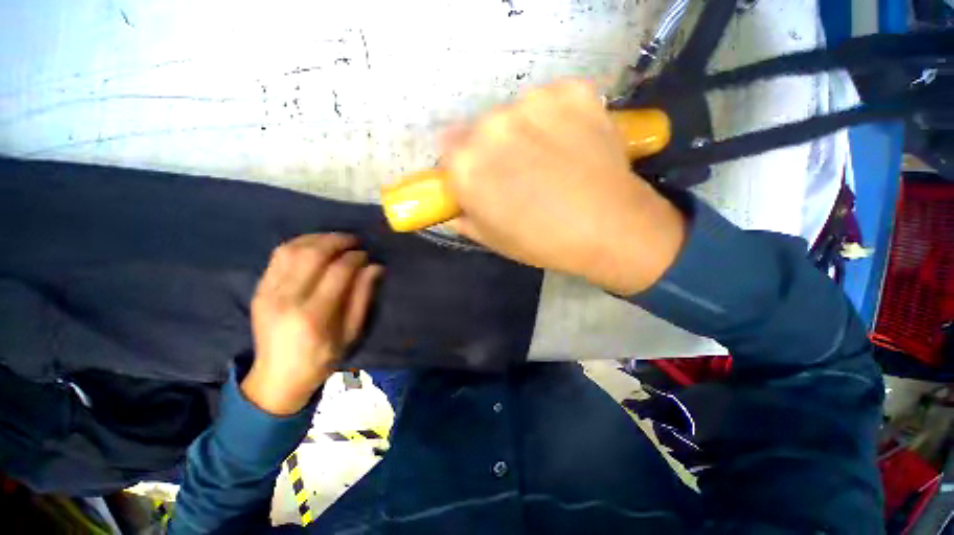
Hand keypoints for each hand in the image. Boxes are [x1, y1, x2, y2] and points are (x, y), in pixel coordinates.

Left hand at [242, 234, 382, 415]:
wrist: (277, 377)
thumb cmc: (322, 358)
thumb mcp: (351, 333)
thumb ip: (363, 297)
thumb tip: (375, 266)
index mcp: (314, 315)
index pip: (338, 271)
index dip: (356, 257)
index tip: (367, 255)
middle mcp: (287, 299)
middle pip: (313, 254)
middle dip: (338, 241)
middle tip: (355, 241)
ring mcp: (268, 292)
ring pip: (292, 249)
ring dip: (318, 238)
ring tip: (336, 239)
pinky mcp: (259, 289)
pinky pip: (278, 256)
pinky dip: (299, 243)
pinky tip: (314, 245)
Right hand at [442, 79, 685, 294]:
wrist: (609, 229)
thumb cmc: (542, 242)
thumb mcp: (491, 238)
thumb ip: (463, 216)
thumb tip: (453, 204)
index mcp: (466, 165)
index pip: (450, 153)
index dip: (467, 168)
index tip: (483, 179)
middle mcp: (490, 126)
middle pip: (481, 129)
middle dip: (493, 149)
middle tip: (519, 171)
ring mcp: (532, 103)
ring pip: (517, 113)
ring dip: (526, 132)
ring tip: (551, 159)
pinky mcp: (571, 91)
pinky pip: (553, 100)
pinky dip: (558, 118)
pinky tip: (573, 144)